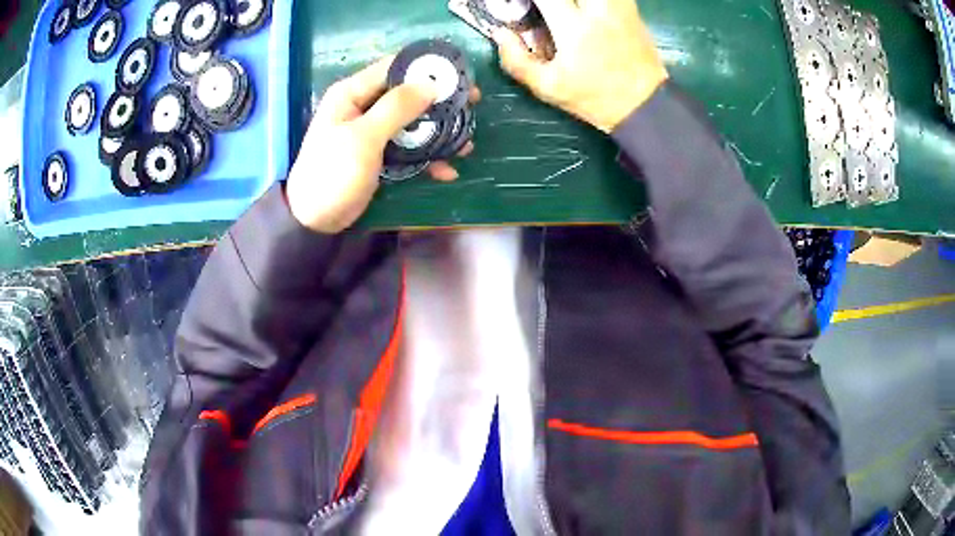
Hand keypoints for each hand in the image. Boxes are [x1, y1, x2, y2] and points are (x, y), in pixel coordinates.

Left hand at [286, 57, 478, 233]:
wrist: (315, 222)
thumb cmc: (333, 173)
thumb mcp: (363, 138)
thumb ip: (396, 108)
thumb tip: (430, 84)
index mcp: (352, 93)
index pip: (393, 68)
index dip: (425, 69)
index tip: (457, 76)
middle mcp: (363, 107)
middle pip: (407, 94)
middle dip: (439, 102)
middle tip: (471, 105)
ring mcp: (372, 132)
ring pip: (412, 122)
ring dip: (438, 132)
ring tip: (466, 144)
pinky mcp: (379, 155)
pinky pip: (408, 148)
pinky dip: (427, 158)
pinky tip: (447, 171)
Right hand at [493, 0, 667, 132]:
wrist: (644, 106)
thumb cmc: (594, 98)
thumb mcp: (548, 88)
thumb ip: (517, 61)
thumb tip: (500, 34)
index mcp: (572, 26)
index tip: (518, 4)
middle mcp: (596, 9)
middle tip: (543, 6)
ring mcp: (617, 7)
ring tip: (565, 7)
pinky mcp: (631, 10)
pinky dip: (594, 0)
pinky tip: (586, 9)